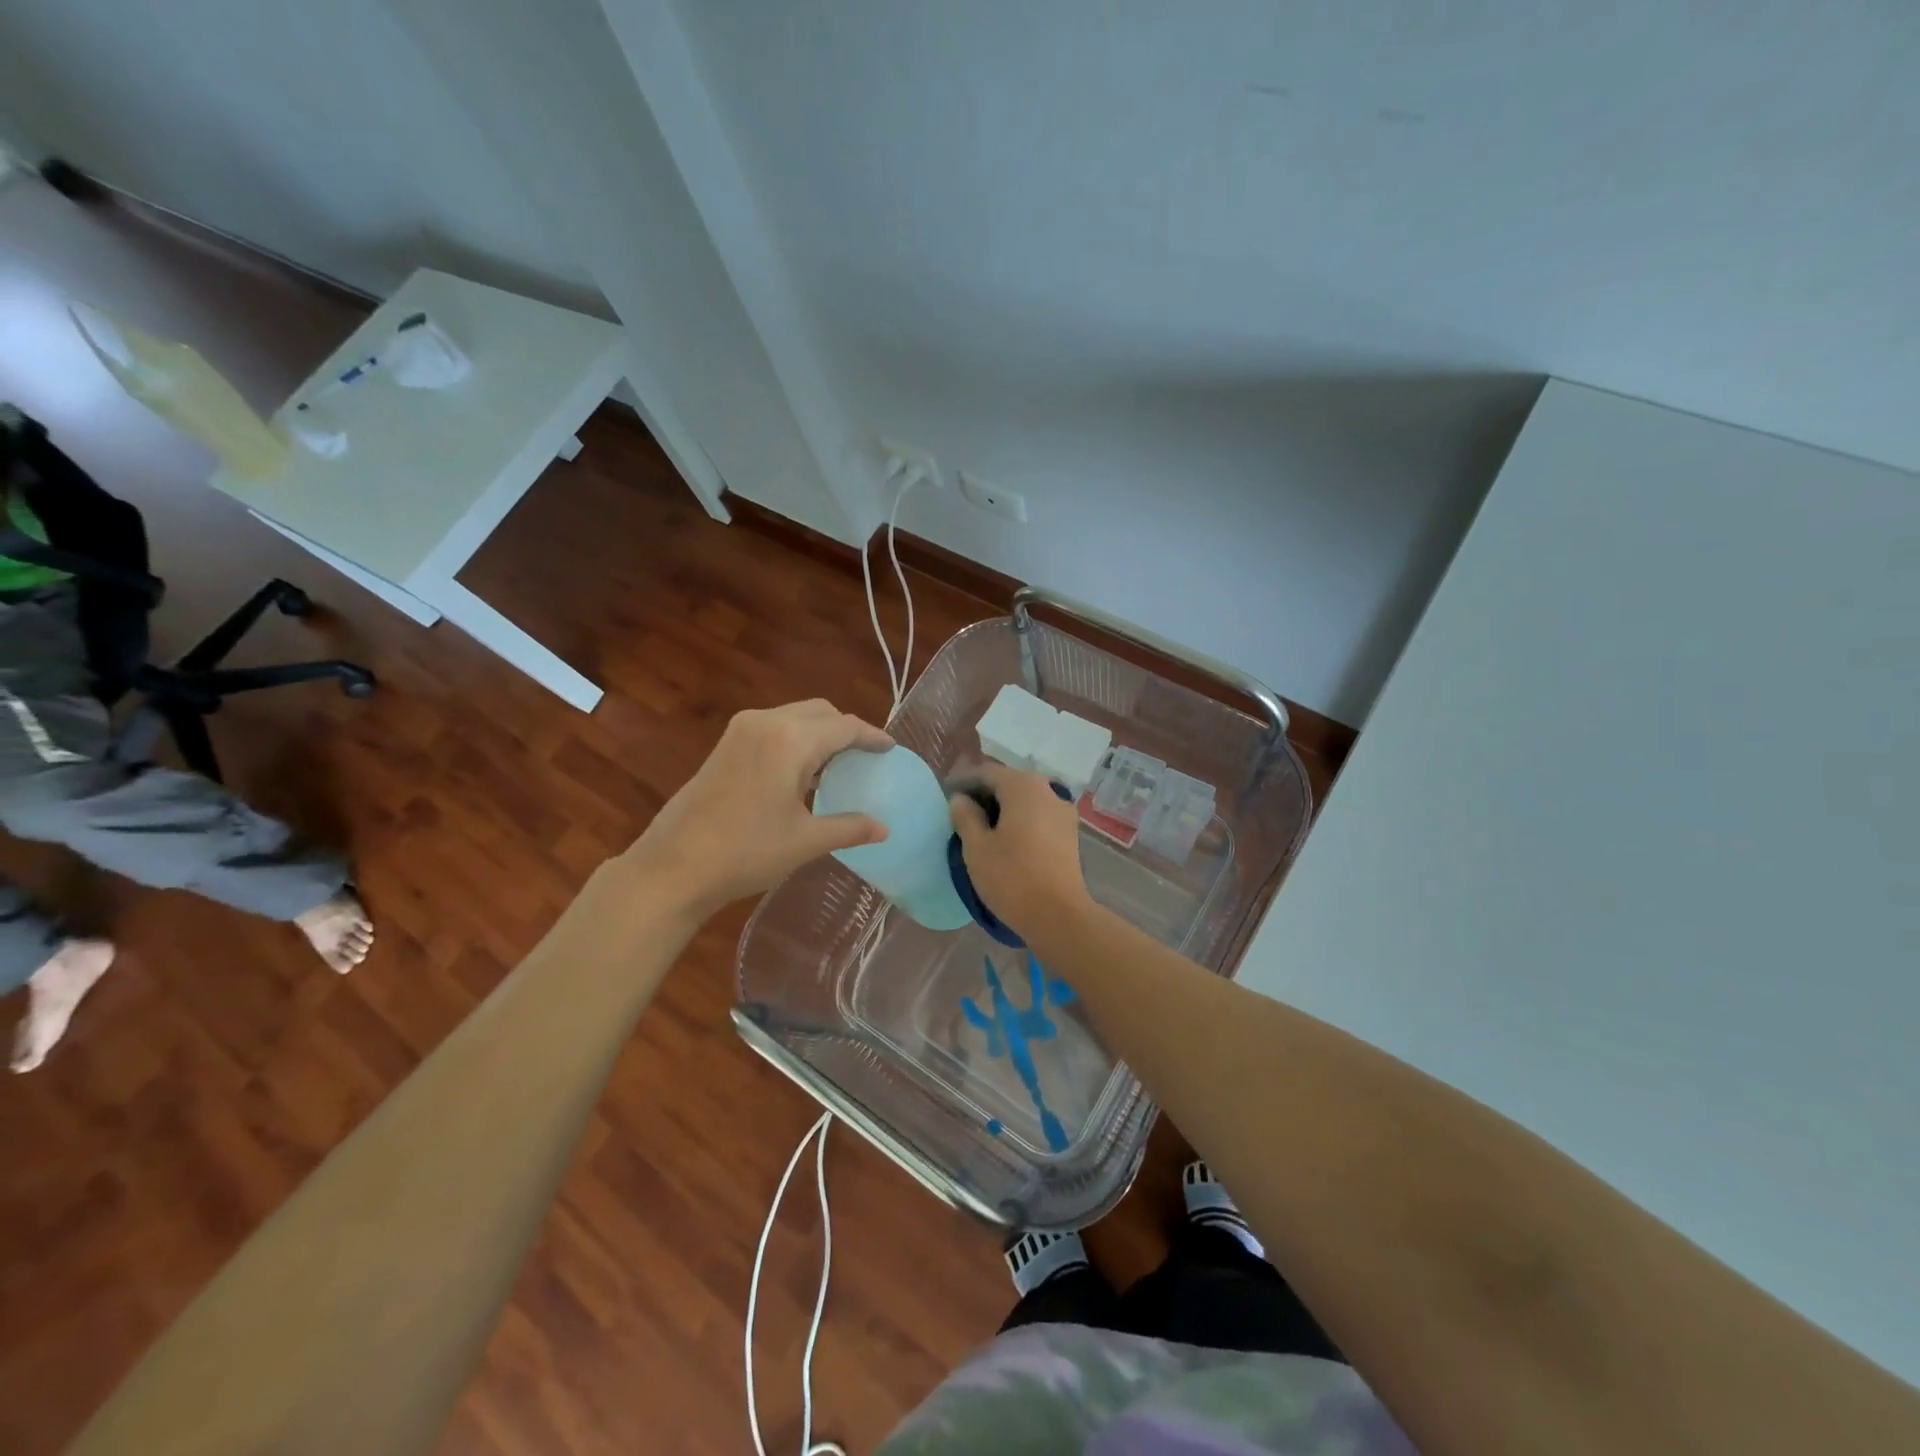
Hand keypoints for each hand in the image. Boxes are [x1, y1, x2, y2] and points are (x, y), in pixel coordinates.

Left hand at [627, 700, 891, 916]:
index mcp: (790, 740)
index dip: (872, 737)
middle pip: (820, 712)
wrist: (673, 867)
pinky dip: (796, 739)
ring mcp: (741, 730)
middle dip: (846, 730)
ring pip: (795, 716)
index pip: (844, 727)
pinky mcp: (725, 744)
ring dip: (820, 733)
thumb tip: (884, 828)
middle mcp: (766, 722)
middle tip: (865, 758)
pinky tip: (801, 772)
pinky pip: (774, 727)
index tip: (891, 748)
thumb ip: (849, 828)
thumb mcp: (805, 841)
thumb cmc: (745, 852)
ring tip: (837, 766)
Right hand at [948, 762, 1092, 940]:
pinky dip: (1019, 819)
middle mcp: (1047, 790)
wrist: (1059, 915)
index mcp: (1023, 786)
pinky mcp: (1069, 833)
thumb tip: (961, 799)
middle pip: (1009, 783)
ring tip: (980, 824)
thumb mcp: (977, 847)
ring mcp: (1062, 812)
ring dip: (1002, 806)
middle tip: (960, 808)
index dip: (963, 781)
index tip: (945, 792)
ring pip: (1025, 800)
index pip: (987, 773)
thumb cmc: (1011, 877)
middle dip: (984, 792)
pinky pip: (1037, 816)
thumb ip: (965, 816)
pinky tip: (1004, 836)